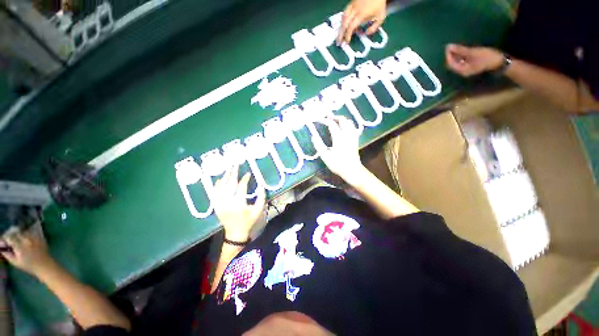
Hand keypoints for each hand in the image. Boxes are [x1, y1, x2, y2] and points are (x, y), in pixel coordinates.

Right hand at [0, 228, 54, 276]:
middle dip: (11, 236)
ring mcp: (34, 237)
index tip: (3, 242)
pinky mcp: (40, 237)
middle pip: (16, 233)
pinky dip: (26, 234)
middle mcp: (27, 239)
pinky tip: (25, 239)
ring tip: (17, 240)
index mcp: (20, 246)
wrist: (45, 265)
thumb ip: (7, 254)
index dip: (5, 239)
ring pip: (23, 232)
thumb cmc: (29, 266)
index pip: (9, 237)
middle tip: (10, 241)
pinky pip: (31, 232)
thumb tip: (1, 249)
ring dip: (19, 234)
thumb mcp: (15, 262)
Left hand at [212, 166, 265, 241]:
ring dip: (225, 177)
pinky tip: (219, 180)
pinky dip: (216, 186)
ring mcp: (220, 204)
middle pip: (229, 185)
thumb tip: (261, 186)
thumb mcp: (258, 210)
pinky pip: (214, 194)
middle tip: (235, 165)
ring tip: (228, 169)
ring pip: (221, 188)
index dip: (245, 179)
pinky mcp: (216, 206)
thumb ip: (261, 198)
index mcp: (239, 204)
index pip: (241, 187)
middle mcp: (227, 202)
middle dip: (233, 174)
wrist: (235, 233)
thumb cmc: (248, 221)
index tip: (248, 173)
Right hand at [314, 116, 365, 183]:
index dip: (325, 120)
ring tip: (335, 121)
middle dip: (334, 116)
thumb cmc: (338, 164)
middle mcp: (346, 135)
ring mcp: (352, 137)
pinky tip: (345, 128)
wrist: (352, 170)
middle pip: (342, 120)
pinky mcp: (355, 140)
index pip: (332, 124)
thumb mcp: (325, 157)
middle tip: (327, 117)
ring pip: (349, 123)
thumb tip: (313, 137)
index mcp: (339, 138)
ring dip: (342, 120)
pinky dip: (348, 125)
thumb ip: (319, 146)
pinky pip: (353, 128)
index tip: (319, 119)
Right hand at [337, 0, 386, 43]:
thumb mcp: (381, 17)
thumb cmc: (379, 4)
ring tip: (340, 35)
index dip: (348, 35)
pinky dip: (343, 20)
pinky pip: (344, 12)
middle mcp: (355, 9)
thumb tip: (366, 33)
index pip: (351, 26)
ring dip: (341, 27)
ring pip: (343, 17)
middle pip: (344, 23)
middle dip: (341, 33)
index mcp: (361, 14)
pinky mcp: (351, 2)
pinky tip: (343, 25)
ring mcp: (352, 5)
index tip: (347, 42)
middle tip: (339, 42)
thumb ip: (374, 27)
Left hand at [445, 44, 503, 76]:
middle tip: (450, 46)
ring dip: (455, 54)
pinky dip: (460, 55)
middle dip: (450, 55)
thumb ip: (460, 50)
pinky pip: (462, 60)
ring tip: (454, 46)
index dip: (448, 56)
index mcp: (462, 70)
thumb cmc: (487, 57)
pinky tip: (460, 49)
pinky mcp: (471, 65)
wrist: (500, 61)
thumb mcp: (473, 52)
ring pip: (457, 62)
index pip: (450, 64)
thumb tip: (449, 46)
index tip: (447, 47)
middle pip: (453, 63)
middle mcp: (462, 71)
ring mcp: (467, 68)